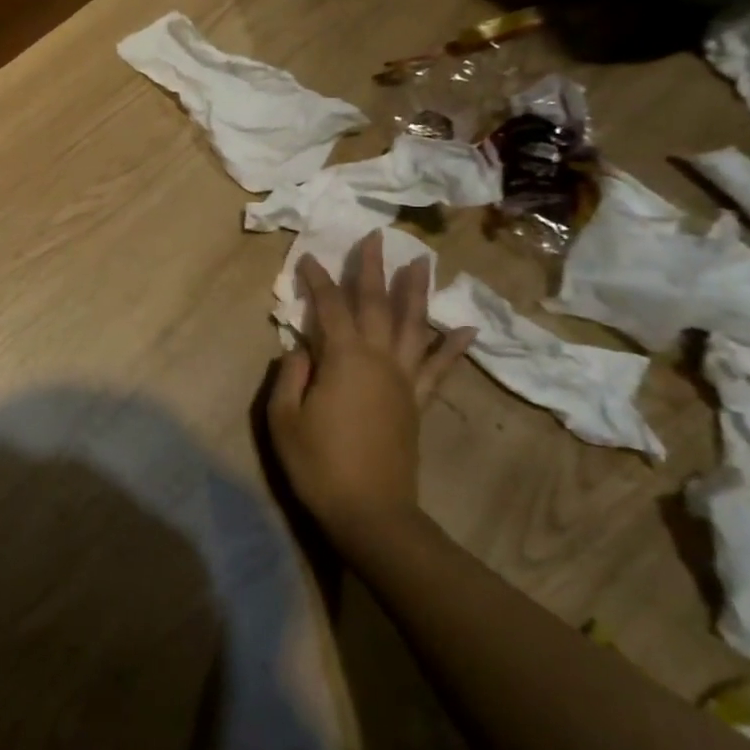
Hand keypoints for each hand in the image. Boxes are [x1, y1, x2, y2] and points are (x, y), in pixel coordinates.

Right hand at [267, 231, 474, 549]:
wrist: (371, 512)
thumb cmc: (318, 464)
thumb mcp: (284, 418)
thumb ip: (291, 375)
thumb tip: (302, 348)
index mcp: (343, 359)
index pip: (328, 306)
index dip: (317, 280)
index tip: (307, 258)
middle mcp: (379, 359)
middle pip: (375, 304)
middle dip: (372, 269)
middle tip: (376, 237)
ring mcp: (404, 380)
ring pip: (412, 325)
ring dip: (415, 292)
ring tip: (421, 263)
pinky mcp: (417, 402)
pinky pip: (438, 368)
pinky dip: (452, 347)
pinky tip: (465, 329)